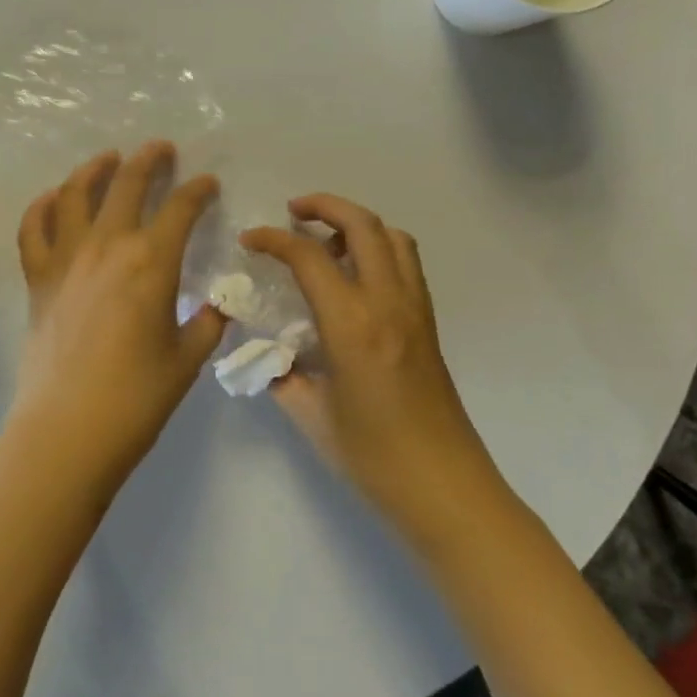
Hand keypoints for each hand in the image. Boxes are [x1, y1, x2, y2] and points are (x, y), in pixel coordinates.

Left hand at [12, 142, 226, 484]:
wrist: (69, 429)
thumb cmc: (137, 398)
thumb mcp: (187, 359)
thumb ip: (207, 323)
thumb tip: (218, 305)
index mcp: (151, 262)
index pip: (180, 209)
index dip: (198, 191)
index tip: (208, 183)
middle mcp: (107, 246)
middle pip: (127, 185)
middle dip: (149, 160)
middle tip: (161, 149)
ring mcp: (66, 258)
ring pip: (76, 193)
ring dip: (94, 169)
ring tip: (108, 158)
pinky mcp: (37, 277)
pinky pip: (33, 228)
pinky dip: (43, 206)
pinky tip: (53, 198)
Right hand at [242, 195, 496, 517]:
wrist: (446, 490)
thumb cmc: (373, 457)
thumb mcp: (310, 414)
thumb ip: (282, 372)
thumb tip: (267, 351)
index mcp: (352, 324)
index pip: (309, 256)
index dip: (273, 239)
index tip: (249, 240)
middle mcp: (388, 303)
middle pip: (362, 225)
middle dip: (324, 205)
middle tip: (292, 212)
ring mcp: (415, 309)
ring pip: (392, 236)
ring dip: (357, 223)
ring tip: (326, 241)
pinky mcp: (429, 322)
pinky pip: (406, 263)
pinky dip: (379, 247)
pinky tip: (354, 277)